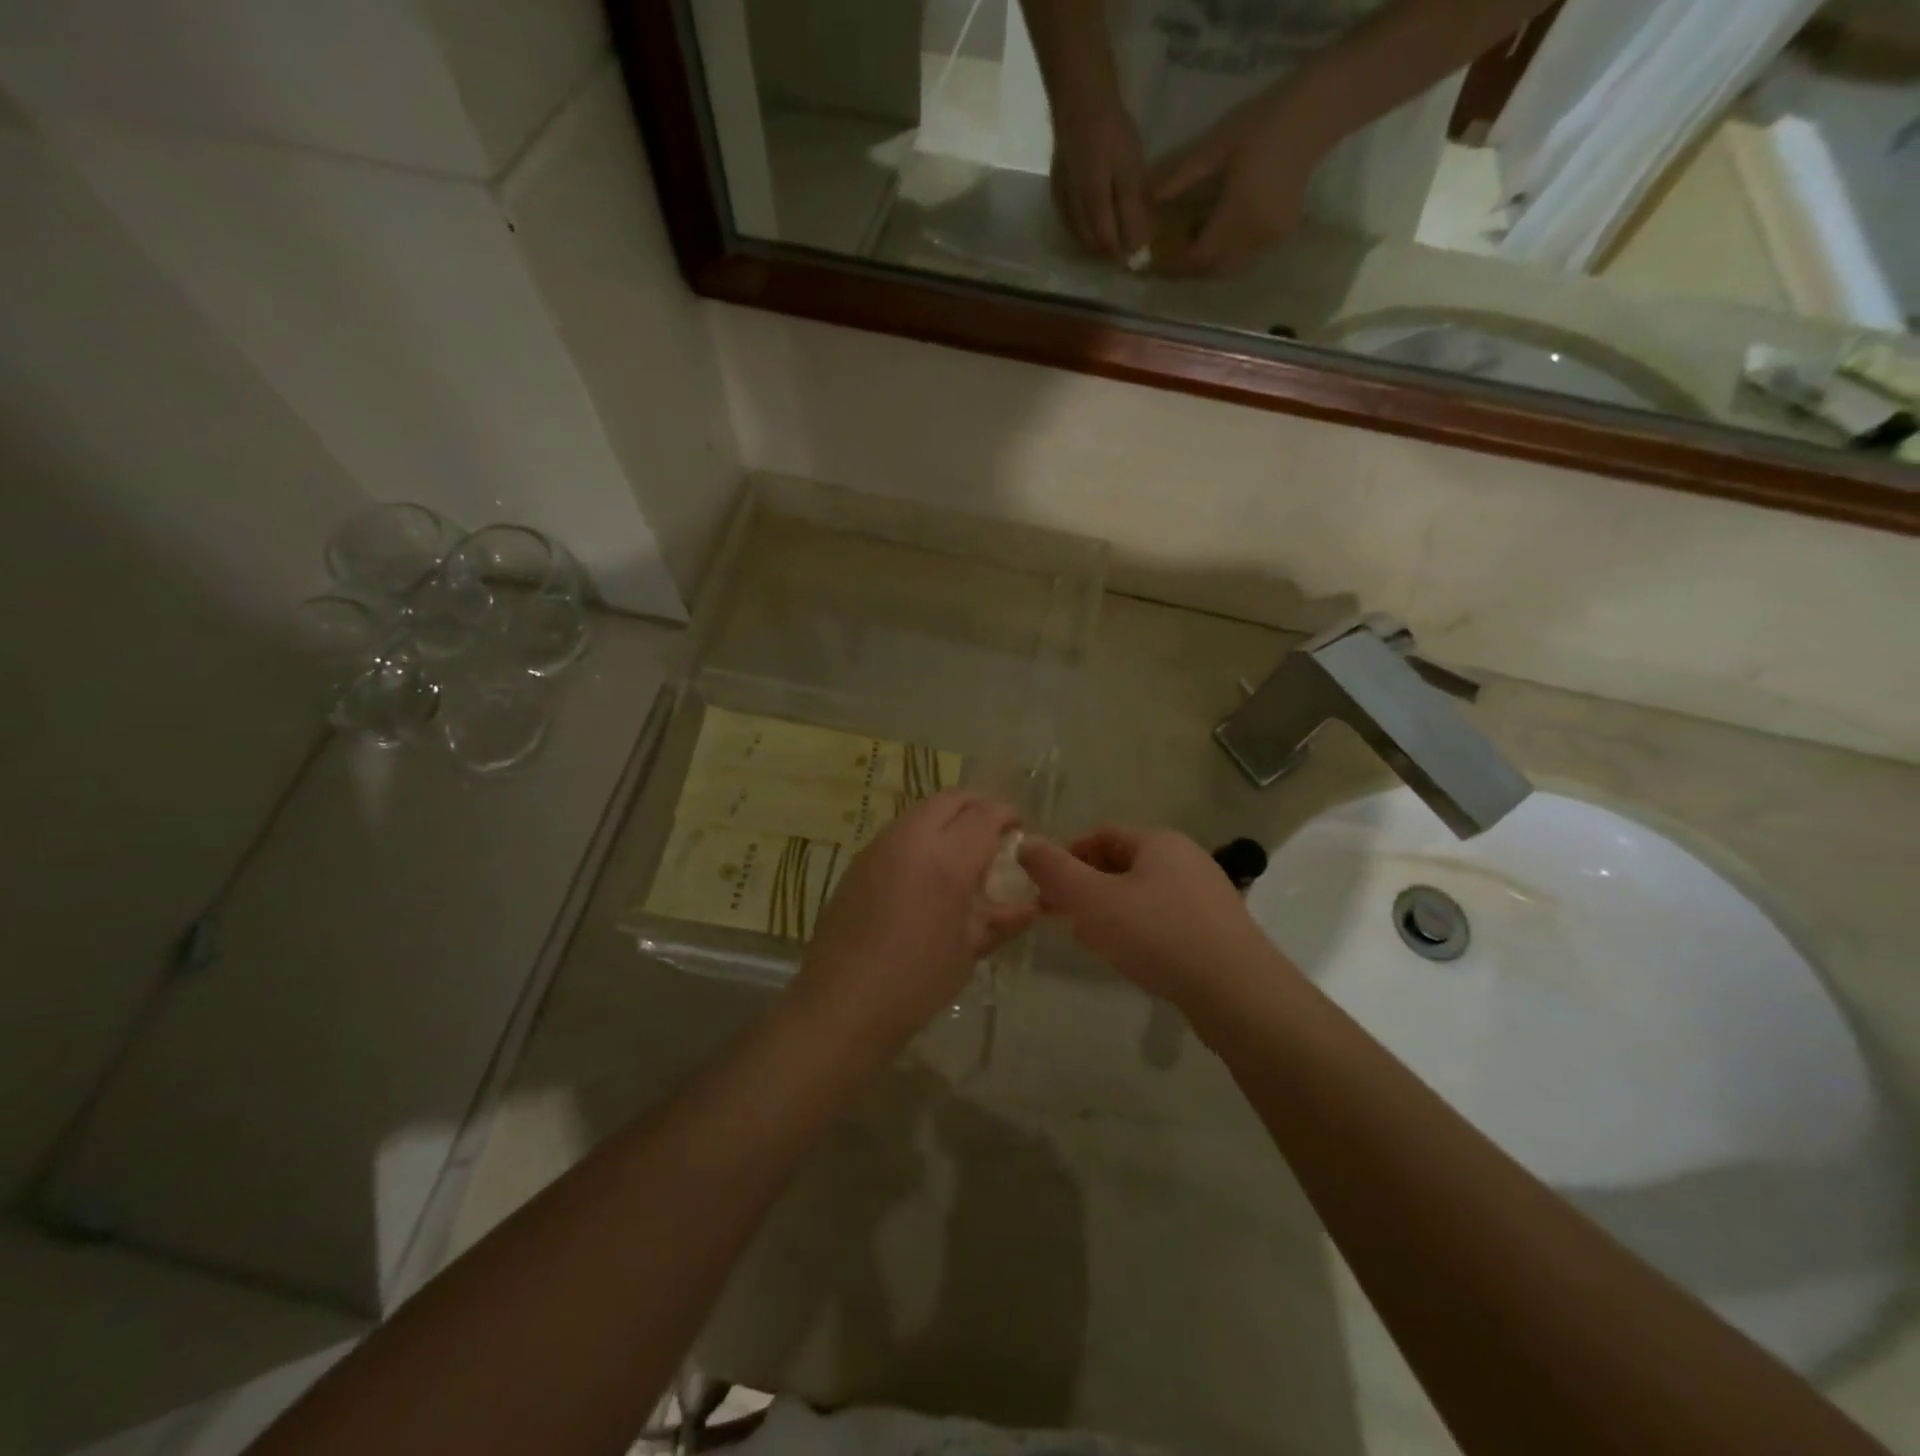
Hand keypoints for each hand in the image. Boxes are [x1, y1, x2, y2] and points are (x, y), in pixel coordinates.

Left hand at [792, 791, 1036, 1038]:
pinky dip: (922, 836)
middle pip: (951, 799)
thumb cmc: (917, 981)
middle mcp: (911, 839)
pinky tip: (926, 871)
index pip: (985, 815)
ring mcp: (879, 847)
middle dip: (978, 807)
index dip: (1007, 816)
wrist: (843, 1003)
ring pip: (921, 811)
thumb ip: (1001, 919)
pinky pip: (898, 832)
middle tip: (993, 832)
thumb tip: (1030, 906)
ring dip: (947, 819)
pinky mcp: (858, 862)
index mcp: (946, 859)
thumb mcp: (969, 950)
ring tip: (961, 852)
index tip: (1019, 830)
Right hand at [1018, 827, 1289, 1009]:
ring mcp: (1207, 896)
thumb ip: (1054, 871)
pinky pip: (1166, 920)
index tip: (1046, 888)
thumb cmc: (1158, 936)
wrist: (1238, 993)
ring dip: (1111, 911)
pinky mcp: (1218, 931)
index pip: (1101, 835)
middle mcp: (1187, 859)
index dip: (1068, 856)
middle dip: (1087, 887)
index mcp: (1159, 842)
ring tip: (1092, 942)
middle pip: (1122, 864)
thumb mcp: (1092, 900)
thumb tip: (1025, 843)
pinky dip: (1140, 931)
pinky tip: (1131, 959)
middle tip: (1064, 917)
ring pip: (1143, 894)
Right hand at [1049, 85, 1153, 262]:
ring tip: (1111, 239)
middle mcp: (1073, 210)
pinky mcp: (1056, 188)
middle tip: (1126, 249)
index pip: (1106, 243)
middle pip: (1090, 244)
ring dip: (1093, 243)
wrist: (1078, 94)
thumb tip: (1136, 246)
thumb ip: (1131, 210)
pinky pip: (1069, 221)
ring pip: (1077, 235)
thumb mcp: (1129, 168)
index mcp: (1092, 206)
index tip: (1136, 256)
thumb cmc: (1110, 128)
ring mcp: (1061, 200)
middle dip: (1107, 251)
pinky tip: (1090, 225)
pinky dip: (1081, 230)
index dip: (1121, 253)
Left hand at [1147, 87, 1331, 275]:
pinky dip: (1229, 254)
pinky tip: (1220, 233)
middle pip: (1212, 269)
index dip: (1176, 263)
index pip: (1198, 257)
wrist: (1318, 114)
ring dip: (1209, 262)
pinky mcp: (1282, 235)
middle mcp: (1254, 237)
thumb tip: (1148, 198)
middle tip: (1171, 254)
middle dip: (1190, 267)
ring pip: (1230, 267)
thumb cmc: (1264, 123)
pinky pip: (1248, 257)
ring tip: (1193, 243)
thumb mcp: (1217, 145)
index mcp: (1237, 217)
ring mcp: (1271, 240)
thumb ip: (1183, 175)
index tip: (1157, 259)